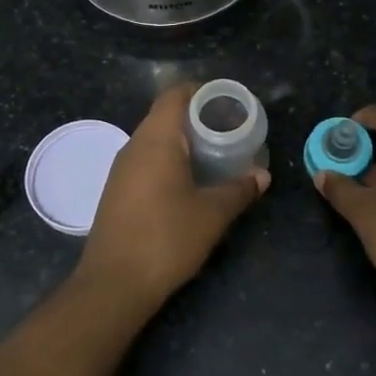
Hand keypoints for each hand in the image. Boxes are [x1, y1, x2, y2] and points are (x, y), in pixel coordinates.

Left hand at [77, 84, 269, 302]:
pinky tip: (189, 183)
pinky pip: (146, 162)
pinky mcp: (116, 192)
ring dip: (183, 142)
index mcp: (156, 140)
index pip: (175, 95)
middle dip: (197, 118)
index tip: (228, 102)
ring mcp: (121, 170)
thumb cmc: (166, 238)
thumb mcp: (212, 214)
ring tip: (215, 155)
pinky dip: (169, 161)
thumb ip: (239, 190)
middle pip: (165, 116)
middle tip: (230, 130)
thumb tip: (262, 176)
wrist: (114, 284)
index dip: (202, 91)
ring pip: (155, 140)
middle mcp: (134, 146)